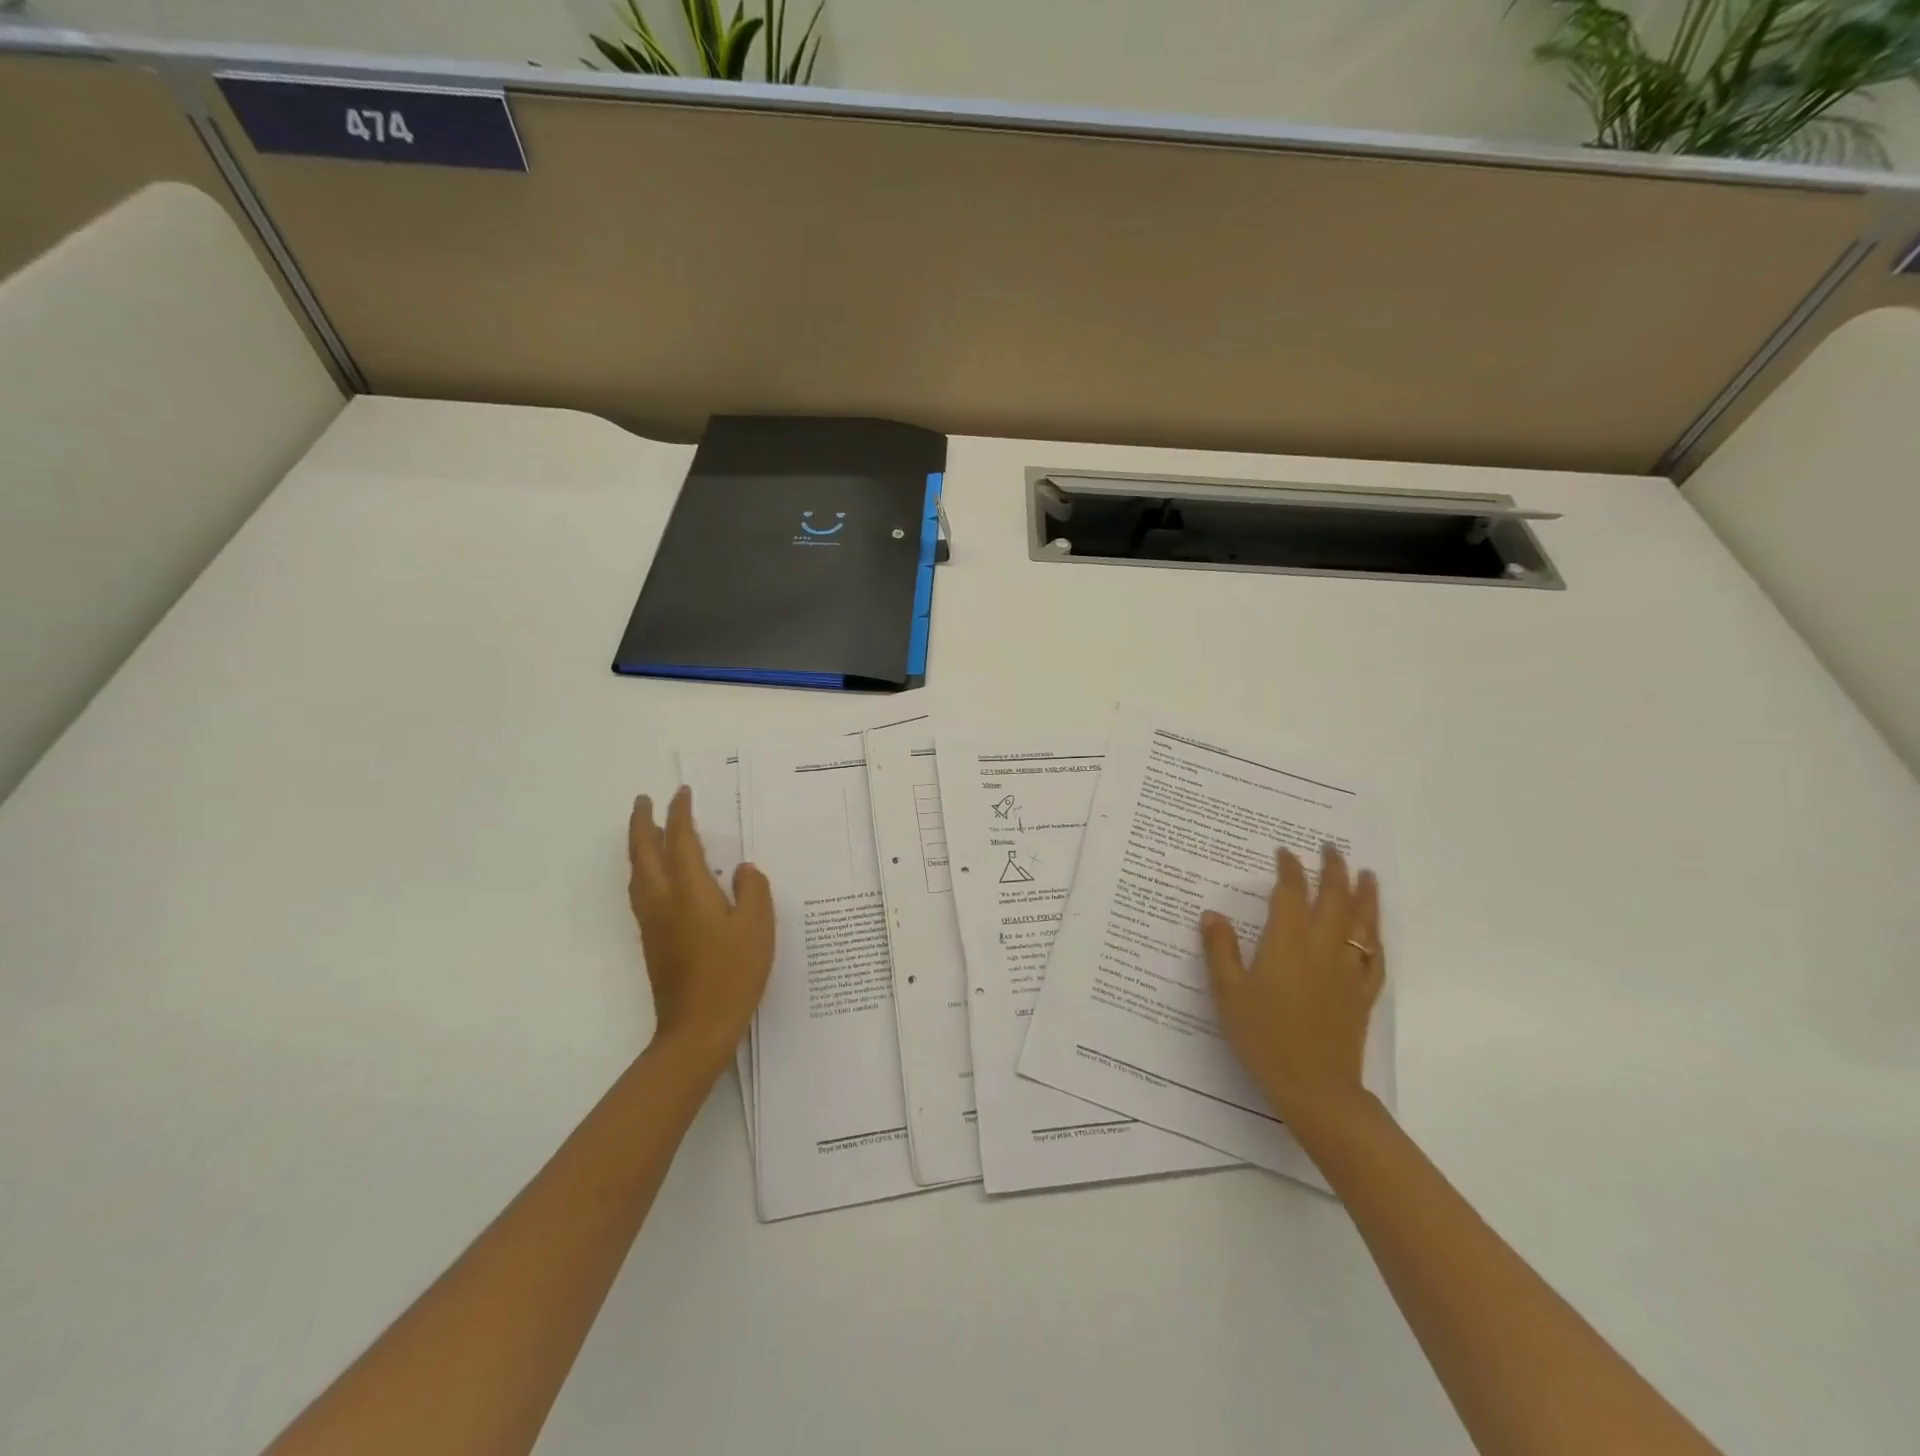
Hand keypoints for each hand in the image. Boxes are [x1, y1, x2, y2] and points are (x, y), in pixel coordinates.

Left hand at [627, 786, 774, 1068]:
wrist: (697, 1027)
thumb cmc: (733, 972)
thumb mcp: (758, 926)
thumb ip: (753, 890)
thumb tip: (742, 870)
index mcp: (688, 890)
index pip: (680, 839)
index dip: (680, 813)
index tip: (681, 792)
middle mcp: (662, 899)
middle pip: (643, 851)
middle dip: (643, 822)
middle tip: (645, 800)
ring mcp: (652, 921)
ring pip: (637, 872)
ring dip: (639, 845)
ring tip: (648, 831)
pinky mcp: (652, 940)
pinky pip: (641, 890)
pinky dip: (643, 869)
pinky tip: (657, 875)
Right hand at [1200, 844, 1384, 1130]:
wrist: (1315, 1086)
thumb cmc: (1264, 1036)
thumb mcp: (1228, 992)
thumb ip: (1220, 950)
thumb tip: (1212, 915)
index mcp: (1288, 941)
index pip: (1291, 892)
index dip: (1289, 869)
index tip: (1284, 852)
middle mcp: (1323, 947)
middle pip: (1334, 897)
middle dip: (1333, 869)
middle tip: (1330, 848)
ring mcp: (1348, 970)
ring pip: (1362, 921)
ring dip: (1364, 894)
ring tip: (1367, 874)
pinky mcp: (1362, 993)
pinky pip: (1374, 955)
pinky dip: (1375, 936)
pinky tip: (1374, 931)